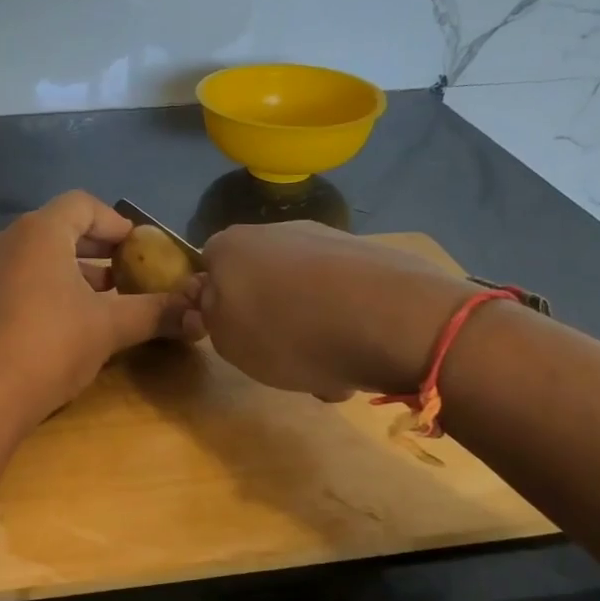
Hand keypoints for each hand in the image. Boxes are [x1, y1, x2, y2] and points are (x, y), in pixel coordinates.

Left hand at [0, 191, 192, 427]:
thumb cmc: (51, 345)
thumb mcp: (110, 327)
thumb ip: (155, 312)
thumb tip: (199, 314)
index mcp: (40, 232)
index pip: (83, 204)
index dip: (116, 222)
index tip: (140, 248)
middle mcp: (9, 241)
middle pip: (61, 227)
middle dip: (99, 247)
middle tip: (129, 270)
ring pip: (41, 256)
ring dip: (77, 269)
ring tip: (108, 297)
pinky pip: (24, 278)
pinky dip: (52, 286)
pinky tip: (73, 319)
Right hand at [183, 222, 474, 399]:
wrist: (391, 320)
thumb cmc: (290, 334)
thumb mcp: (228, 342)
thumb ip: (212, 316)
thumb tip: (218, 299)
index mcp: (231, 247)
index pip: (208, 270)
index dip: (217, 307)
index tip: (233, 339)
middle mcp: (276, 231)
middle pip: (260, 282)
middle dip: (269, 320)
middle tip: (281, 359)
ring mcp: (327, 239)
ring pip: (304, 294)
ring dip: (310, 329)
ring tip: (328, 369)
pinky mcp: (372, 256)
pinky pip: (343, 297)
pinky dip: (345, 324)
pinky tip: (360, 355)